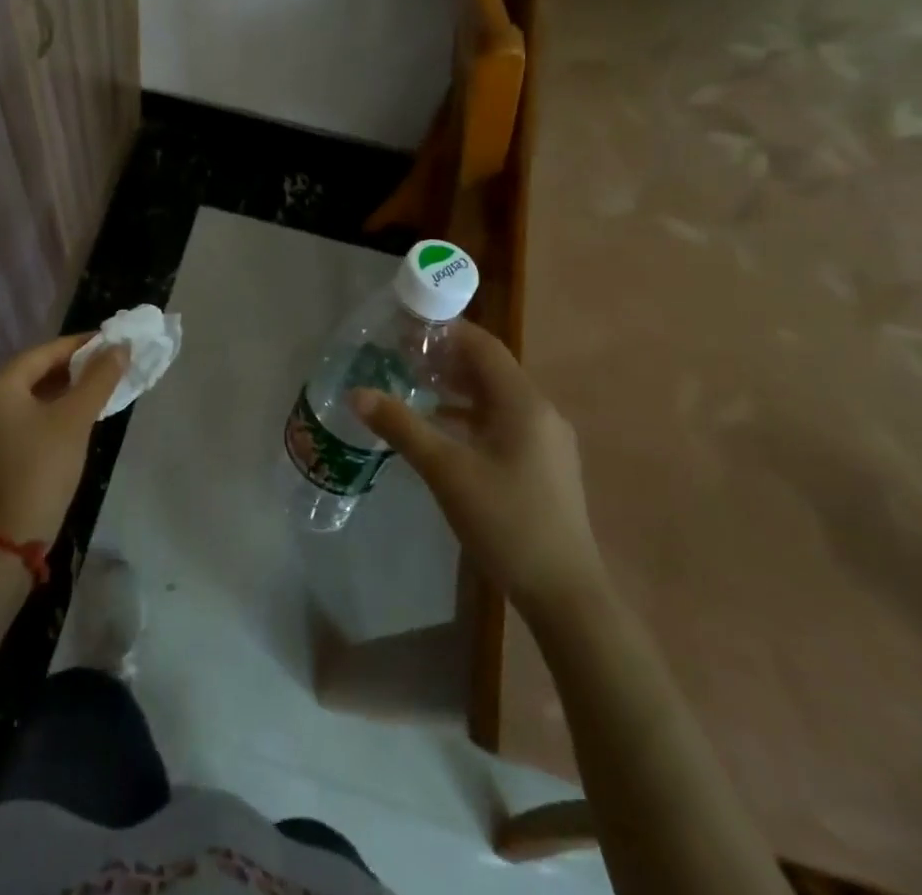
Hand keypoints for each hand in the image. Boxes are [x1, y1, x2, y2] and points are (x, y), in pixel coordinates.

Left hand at [0, 335, 128, 544]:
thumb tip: (121, 347)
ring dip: (64, 387)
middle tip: (111, 362)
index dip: (82, 345)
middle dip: (74, 366)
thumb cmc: (42, 469)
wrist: (10, 538)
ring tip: (100, 383)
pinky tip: (77, 409)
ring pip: (30, 392)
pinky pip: (23, 411)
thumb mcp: (75, 419)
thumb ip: (99, 378)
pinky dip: (50, 407)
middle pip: (35, 370)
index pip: (44, 352)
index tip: (114, 341)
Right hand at [353, 320, 603, 615]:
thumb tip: (356, 393)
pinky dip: (470, 415)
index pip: (483, 346)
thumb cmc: (506, 522)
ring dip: (456, 387)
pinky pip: (502, 421)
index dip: (446, 331)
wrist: (565, 593)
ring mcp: (546, 440)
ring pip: (495, 397)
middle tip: (401, 356)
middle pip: (489, 368)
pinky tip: (441, 429)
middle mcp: (540, 412)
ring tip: (414, 386)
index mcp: (523, 403)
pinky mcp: (543, 464)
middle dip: (446, 358)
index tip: (406, 327)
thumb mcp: (446, 471)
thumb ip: (401, 427)